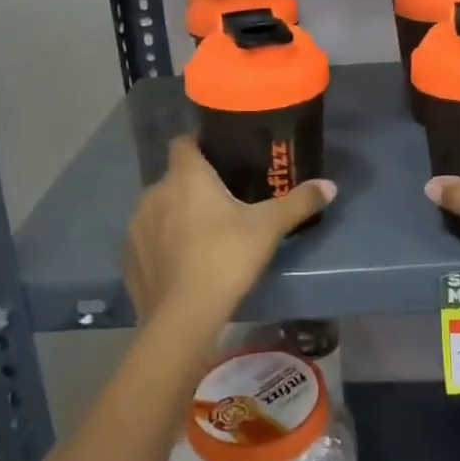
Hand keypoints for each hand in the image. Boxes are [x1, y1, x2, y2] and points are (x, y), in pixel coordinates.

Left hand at [125, 137, 334, 335]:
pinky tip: (180, 263)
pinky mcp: (129, 257)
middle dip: (192, 185)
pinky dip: (161, 244)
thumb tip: (330, 185)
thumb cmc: (226, 258)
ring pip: (158, 208)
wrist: (182, 317)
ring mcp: (138, 226)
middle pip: (174, 178)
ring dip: (174, 214)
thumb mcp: (268, 228)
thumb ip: (298, 202)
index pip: (184, 143)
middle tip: (221, 201)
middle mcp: (155, 193)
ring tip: (200, 233)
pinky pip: (147, 240)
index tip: (219, 155)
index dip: (199, 144)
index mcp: (186, 177)